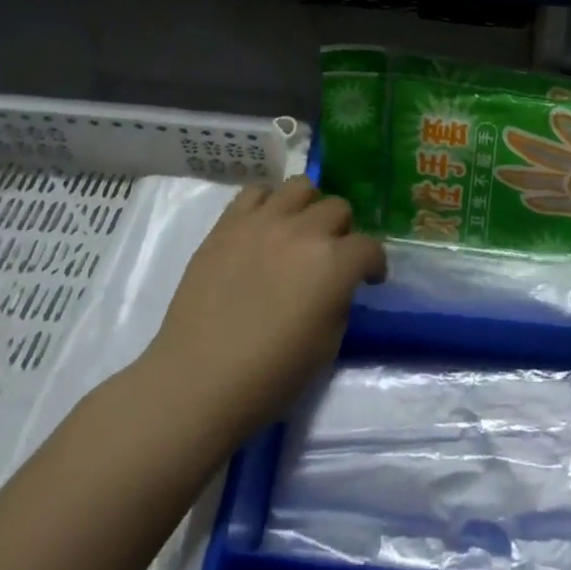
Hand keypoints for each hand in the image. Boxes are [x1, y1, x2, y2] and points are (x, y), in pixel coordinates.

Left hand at [137, 179, 384, 448]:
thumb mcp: (327, 345)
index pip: (370, 247)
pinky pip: (255, 192)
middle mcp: (304, 231)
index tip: (369, 280)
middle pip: (338, 208)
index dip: (374, 264)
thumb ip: (339, 300)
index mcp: (334, 264)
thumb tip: (336, 284)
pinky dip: (267, 204)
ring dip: (308, 208)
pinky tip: (264, 228)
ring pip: (301, 187)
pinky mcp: (227, 225)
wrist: (196, 382)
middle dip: (342, 232)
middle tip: (330, 257)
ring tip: (298, 232)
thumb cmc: (269, 376)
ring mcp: (263, 222)